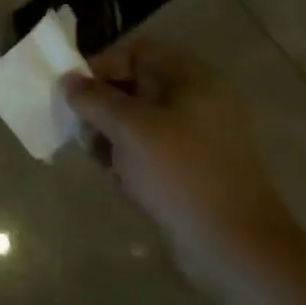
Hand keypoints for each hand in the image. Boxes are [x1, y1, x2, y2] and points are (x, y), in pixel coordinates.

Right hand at [60, 39, 295, 286]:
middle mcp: (199, 103)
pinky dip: (130, 160)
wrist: (237, 252)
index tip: (76, 92)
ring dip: (112, 136)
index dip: (102, 64)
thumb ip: (93, 98)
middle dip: (103, 106)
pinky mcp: (194, 172)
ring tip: (100, 160)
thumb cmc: (181, 175)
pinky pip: (151, 151)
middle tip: (83, 129)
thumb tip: (68, 81)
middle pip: (136, 86)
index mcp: (193, 80)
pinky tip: (120, 181)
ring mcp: (199, 140)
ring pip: (139, 121)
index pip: (137, 52)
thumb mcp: (128, 128)